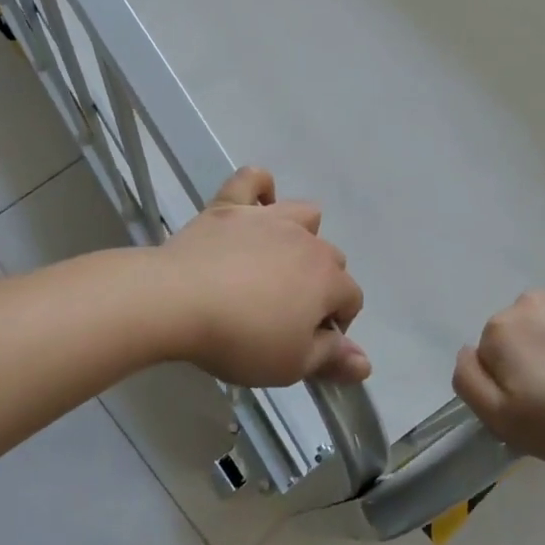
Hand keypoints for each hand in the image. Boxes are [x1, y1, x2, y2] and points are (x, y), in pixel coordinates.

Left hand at [156, 168, 369, 388]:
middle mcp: (307, 241)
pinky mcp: (230, 206)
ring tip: (277, 261)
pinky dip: (259, 187)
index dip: (337, 324)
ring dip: (302, 235)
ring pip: (304, 214)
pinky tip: (255, 205)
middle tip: (286, 313)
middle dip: (320, 284)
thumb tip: (365, 363)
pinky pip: (252, 179)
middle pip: (331, 259)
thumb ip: (331, 359)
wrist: (179, 301)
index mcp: (327, 279)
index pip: (351, 299)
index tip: (310, 344)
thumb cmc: (241, 339)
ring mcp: (268, 217)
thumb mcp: (291, 365)